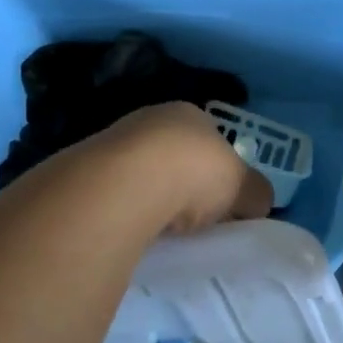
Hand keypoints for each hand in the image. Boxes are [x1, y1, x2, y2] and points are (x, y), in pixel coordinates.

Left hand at [77, 102, 272, 233]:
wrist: (123, 185)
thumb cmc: (194, 173)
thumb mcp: (244, 187)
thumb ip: (256, 194)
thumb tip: (258, 204)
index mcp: (191, 113)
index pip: (212, 140)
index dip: (220, 171)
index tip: (222, 202)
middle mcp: (151, 119)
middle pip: (175, 156)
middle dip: (184, 183)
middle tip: (194, 217)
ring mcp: (113, 141)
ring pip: (142, 174)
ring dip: (152, 198)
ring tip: (162, 229)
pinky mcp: (85, 170)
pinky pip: (116, 195)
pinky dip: (126, 211)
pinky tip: (133, 229)